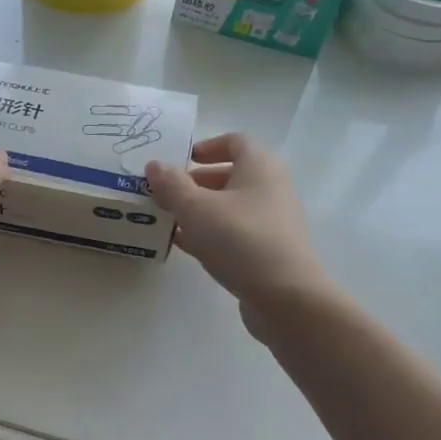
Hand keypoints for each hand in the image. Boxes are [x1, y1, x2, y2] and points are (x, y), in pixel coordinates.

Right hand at [147, 133, 327, 322]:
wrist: (286, 298)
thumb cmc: (241, 240)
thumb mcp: (196, 209)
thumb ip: (172, 185)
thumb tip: (154, 166)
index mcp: (259, 167)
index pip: (235, 141)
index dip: (207, 147)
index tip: (181, 160)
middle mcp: (271, 188)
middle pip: (231, 175)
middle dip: (196, 182)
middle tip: (165, 194)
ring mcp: (272, 221)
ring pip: (230, 207)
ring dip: (200, 211)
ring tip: (169, 220)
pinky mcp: (269, 251)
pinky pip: (235, 233)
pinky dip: (211, 234)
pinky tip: (187, 246)